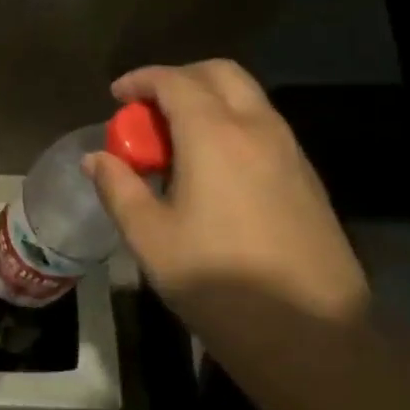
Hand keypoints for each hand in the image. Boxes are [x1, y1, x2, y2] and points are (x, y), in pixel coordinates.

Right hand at [85, 60, 368, 324]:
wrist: (312, 336)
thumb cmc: (218, 282)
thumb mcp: (149, 238)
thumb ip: (118, 188)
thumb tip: (96, 159)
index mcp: (215, 136)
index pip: (174, 81)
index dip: (140, 80)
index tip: (116, 96)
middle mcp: (257, 129)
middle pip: (219, 73)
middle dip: (178, 79)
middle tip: (147, 111)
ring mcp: (290, 152)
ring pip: (246, 98)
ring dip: (207, 101)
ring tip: (175, 142)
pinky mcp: (307, 178)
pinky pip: (263, 127)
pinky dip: (231, 124)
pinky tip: (211, 170)